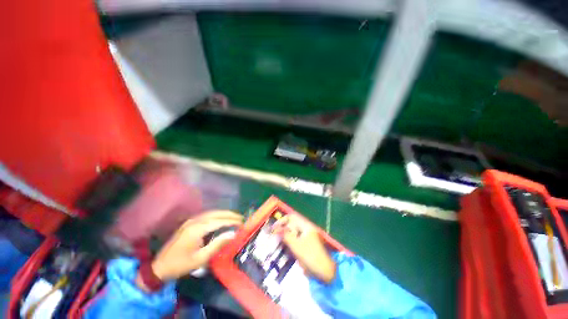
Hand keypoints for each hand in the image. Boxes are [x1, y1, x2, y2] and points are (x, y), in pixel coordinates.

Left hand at [150, 210, 242, 280]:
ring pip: (211, 212)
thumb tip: (233, 234)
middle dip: (229, 214)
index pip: (219, 221)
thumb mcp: (200, 258)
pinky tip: (221, 218)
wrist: (159, 267)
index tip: (242, 223)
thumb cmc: (181, 265)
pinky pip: (206, 215)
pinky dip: (216, 215)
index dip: (232, 221)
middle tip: (241, 217)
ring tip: (234, 217)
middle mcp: (195, 221)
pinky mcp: (189, 223)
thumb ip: (217, 244)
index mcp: (197, 229)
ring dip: (224, 213)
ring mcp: (191, 221)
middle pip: (216, 213)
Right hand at [273, 214, 335, 282]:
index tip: (273, 228)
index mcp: (306, 226)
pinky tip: (286, 247)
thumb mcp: (296, 246)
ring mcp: (308, 236)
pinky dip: (290, 241)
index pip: (292, 217)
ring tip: (278, 241)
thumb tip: (276, 229)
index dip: (282, 220)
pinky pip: (296, 238)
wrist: (325, 271)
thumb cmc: (311, 257)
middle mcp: (307, 228)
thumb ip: (285, 236)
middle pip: (292, 224)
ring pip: (294, 231)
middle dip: (283, 228)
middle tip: (274, 235)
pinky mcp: (307, 243)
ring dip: (286, 234)